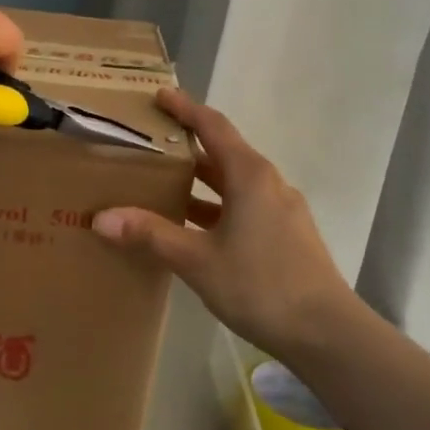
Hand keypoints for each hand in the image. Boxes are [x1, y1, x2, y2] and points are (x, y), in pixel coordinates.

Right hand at [93, 89, 358, 363]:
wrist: (327, 333)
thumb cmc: (261, 285)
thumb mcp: (198, 260)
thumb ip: (151, 235)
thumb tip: (101, 218)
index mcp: (250, 175)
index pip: (213, 126)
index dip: (185, 108)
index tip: (159, 96)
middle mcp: (268, 183)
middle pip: (223, 152)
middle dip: (187, 145)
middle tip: (149, 143)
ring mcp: (280, 210)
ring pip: (233, 183)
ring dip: (200, 180)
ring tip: (161, 183)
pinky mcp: (285, 235)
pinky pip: (243, 207)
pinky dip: (214, 206)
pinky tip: (192, 227)